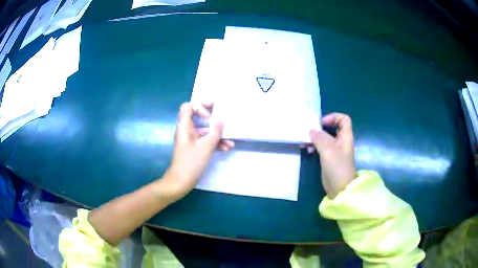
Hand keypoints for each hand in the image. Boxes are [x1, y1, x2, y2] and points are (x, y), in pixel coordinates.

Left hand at [163, 102, 233, 200]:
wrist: (182, 181)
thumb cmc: (192, 161)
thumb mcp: (206, 145)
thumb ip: (215, 131)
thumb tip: (221, 119)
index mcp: (185, 126)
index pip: (187, 107)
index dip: (199, 107)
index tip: (210, 115)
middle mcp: (186, 131)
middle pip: (198, 117)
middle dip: (212, 119)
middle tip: (224, 116)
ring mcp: (190, 140)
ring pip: (204, 132)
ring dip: (217, 135)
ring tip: (230, 142)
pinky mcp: (194, 149)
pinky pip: (204, 141)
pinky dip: (214, 143)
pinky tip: (226, 148)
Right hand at [310, 113, 356, 198]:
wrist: (340, 188)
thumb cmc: (337, 167)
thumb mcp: (328, 150)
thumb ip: (320, 138)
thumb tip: (311, 130)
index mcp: (345, 136)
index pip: (343, 119)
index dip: (333, 117)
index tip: (321, 123)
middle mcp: (341, 141)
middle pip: (332, 128)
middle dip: (320, 128)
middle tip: (310, 131)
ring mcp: (335, 151)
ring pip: (325, 138)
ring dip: (315, 138)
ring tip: (305, 142)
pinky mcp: (329, 159)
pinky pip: (321, 147)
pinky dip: (314, 146)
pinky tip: (307, 150)